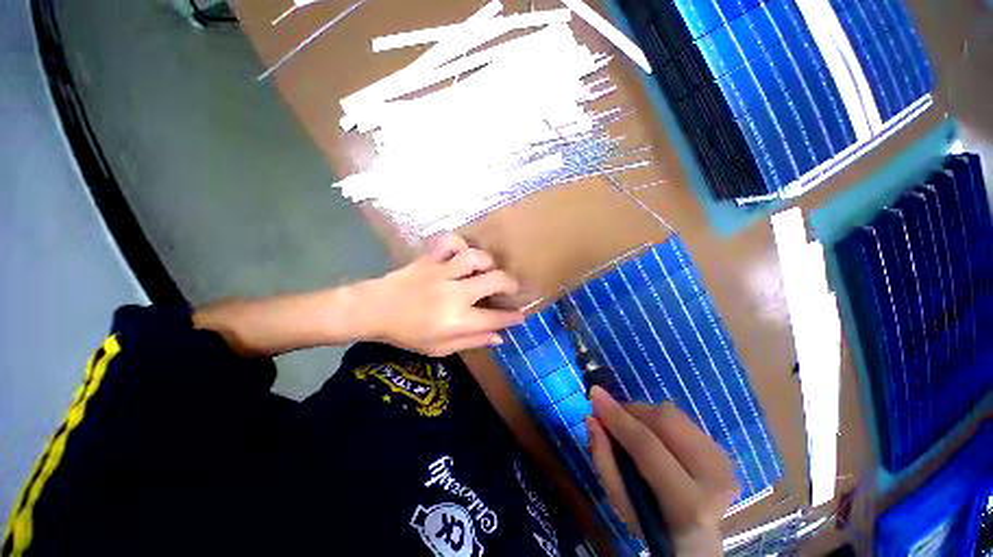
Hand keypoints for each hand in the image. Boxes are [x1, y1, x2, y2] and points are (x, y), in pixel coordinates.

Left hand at [358, 234, 524, 356]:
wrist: (373, 310)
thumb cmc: (406, 334)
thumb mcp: (439, 348)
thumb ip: (472, 341)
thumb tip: (499, 337)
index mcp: (456, 320)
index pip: (495, 317)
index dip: (512, 317)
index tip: (520, 315)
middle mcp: (454, 294)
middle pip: (494, 281)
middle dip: (511, 284)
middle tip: (512, 288)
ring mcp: (441, 273)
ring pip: (475, 258)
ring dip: (488, 262)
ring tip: (489, 269)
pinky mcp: (430, 259)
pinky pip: (449, 242)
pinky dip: (460, 244)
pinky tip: (463, 253)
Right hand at [587, 386, 738, 554]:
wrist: (700, 542)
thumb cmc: (654, 525)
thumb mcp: (622, 504)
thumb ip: (604, 460)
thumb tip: (592, 419)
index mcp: (688, 504)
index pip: (647, 446)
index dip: (617, 417)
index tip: (594, 394)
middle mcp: (714, 478)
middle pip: (665, 420)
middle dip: (632, 411)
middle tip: (613, 416)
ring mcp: (724, 462)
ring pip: (673, 415)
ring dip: (644, 414)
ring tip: (631, 428)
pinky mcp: (723, 451)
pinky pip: (682, 419)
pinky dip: (658, 419)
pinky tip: (653, 435)